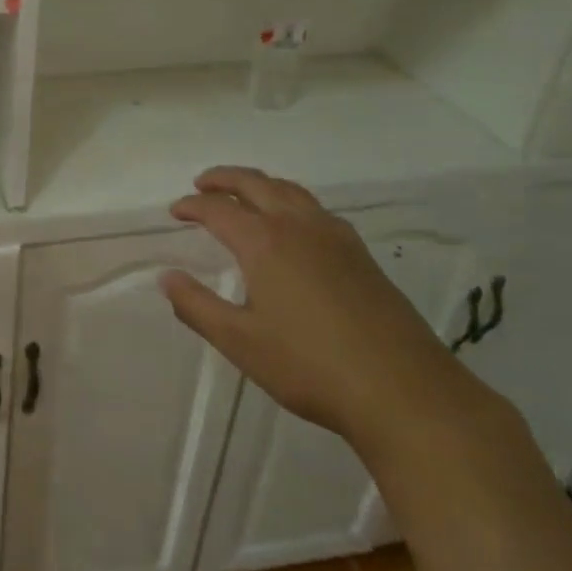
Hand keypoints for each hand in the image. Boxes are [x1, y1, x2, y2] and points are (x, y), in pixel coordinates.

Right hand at [159, 166, 470, 448]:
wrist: (404, 391)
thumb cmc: (310, 367)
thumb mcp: (240, 342)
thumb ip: (197, 307)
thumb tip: (167, 278)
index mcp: (265, 242)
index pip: (218, 209)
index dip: (192, 206)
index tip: (175, 211)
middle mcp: (299, 226)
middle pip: (256, 184)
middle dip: (224, 179)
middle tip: (202, 184)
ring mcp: (336, 237)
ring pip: (291, 191)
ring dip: (260, 184)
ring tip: (243, 195)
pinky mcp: (361, 255)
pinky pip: (316, 209)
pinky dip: (291, 201)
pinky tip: (293, 226)